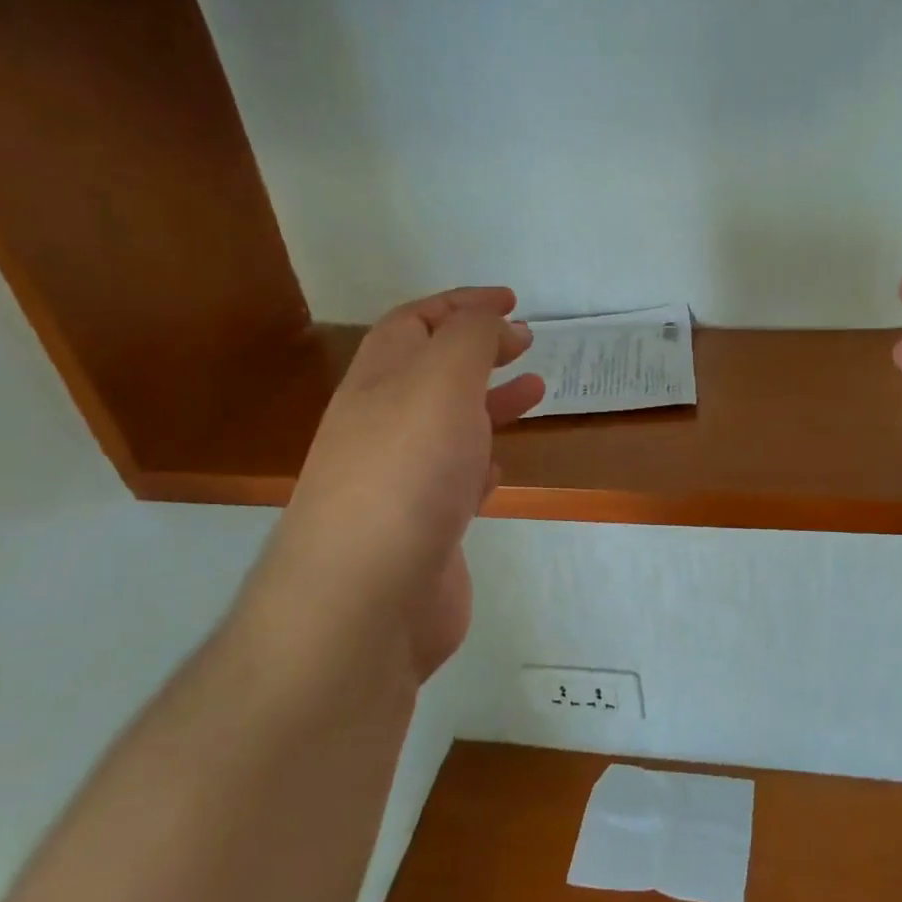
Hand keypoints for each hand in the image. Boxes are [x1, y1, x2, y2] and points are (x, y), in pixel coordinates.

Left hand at [241, 288, 542, 683]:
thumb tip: (489, 322)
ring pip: (449, 426)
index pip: (415, 324)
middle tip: (525, 343)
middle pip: (430, 373)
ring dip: (489, 402)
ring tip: (536, 391)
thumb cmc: (405, 474)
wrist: (366, 598)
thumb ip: (467, 340)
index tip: (512, 302)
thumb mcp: (440, 381)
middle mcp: (382, 426)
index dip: (461, 305)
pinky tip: (501, 465)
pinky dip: (481, 462)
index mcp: (378, 383)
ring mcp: (401, 481)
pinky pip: (454, 481)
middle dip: (478, 350)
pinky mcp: (424, 530)